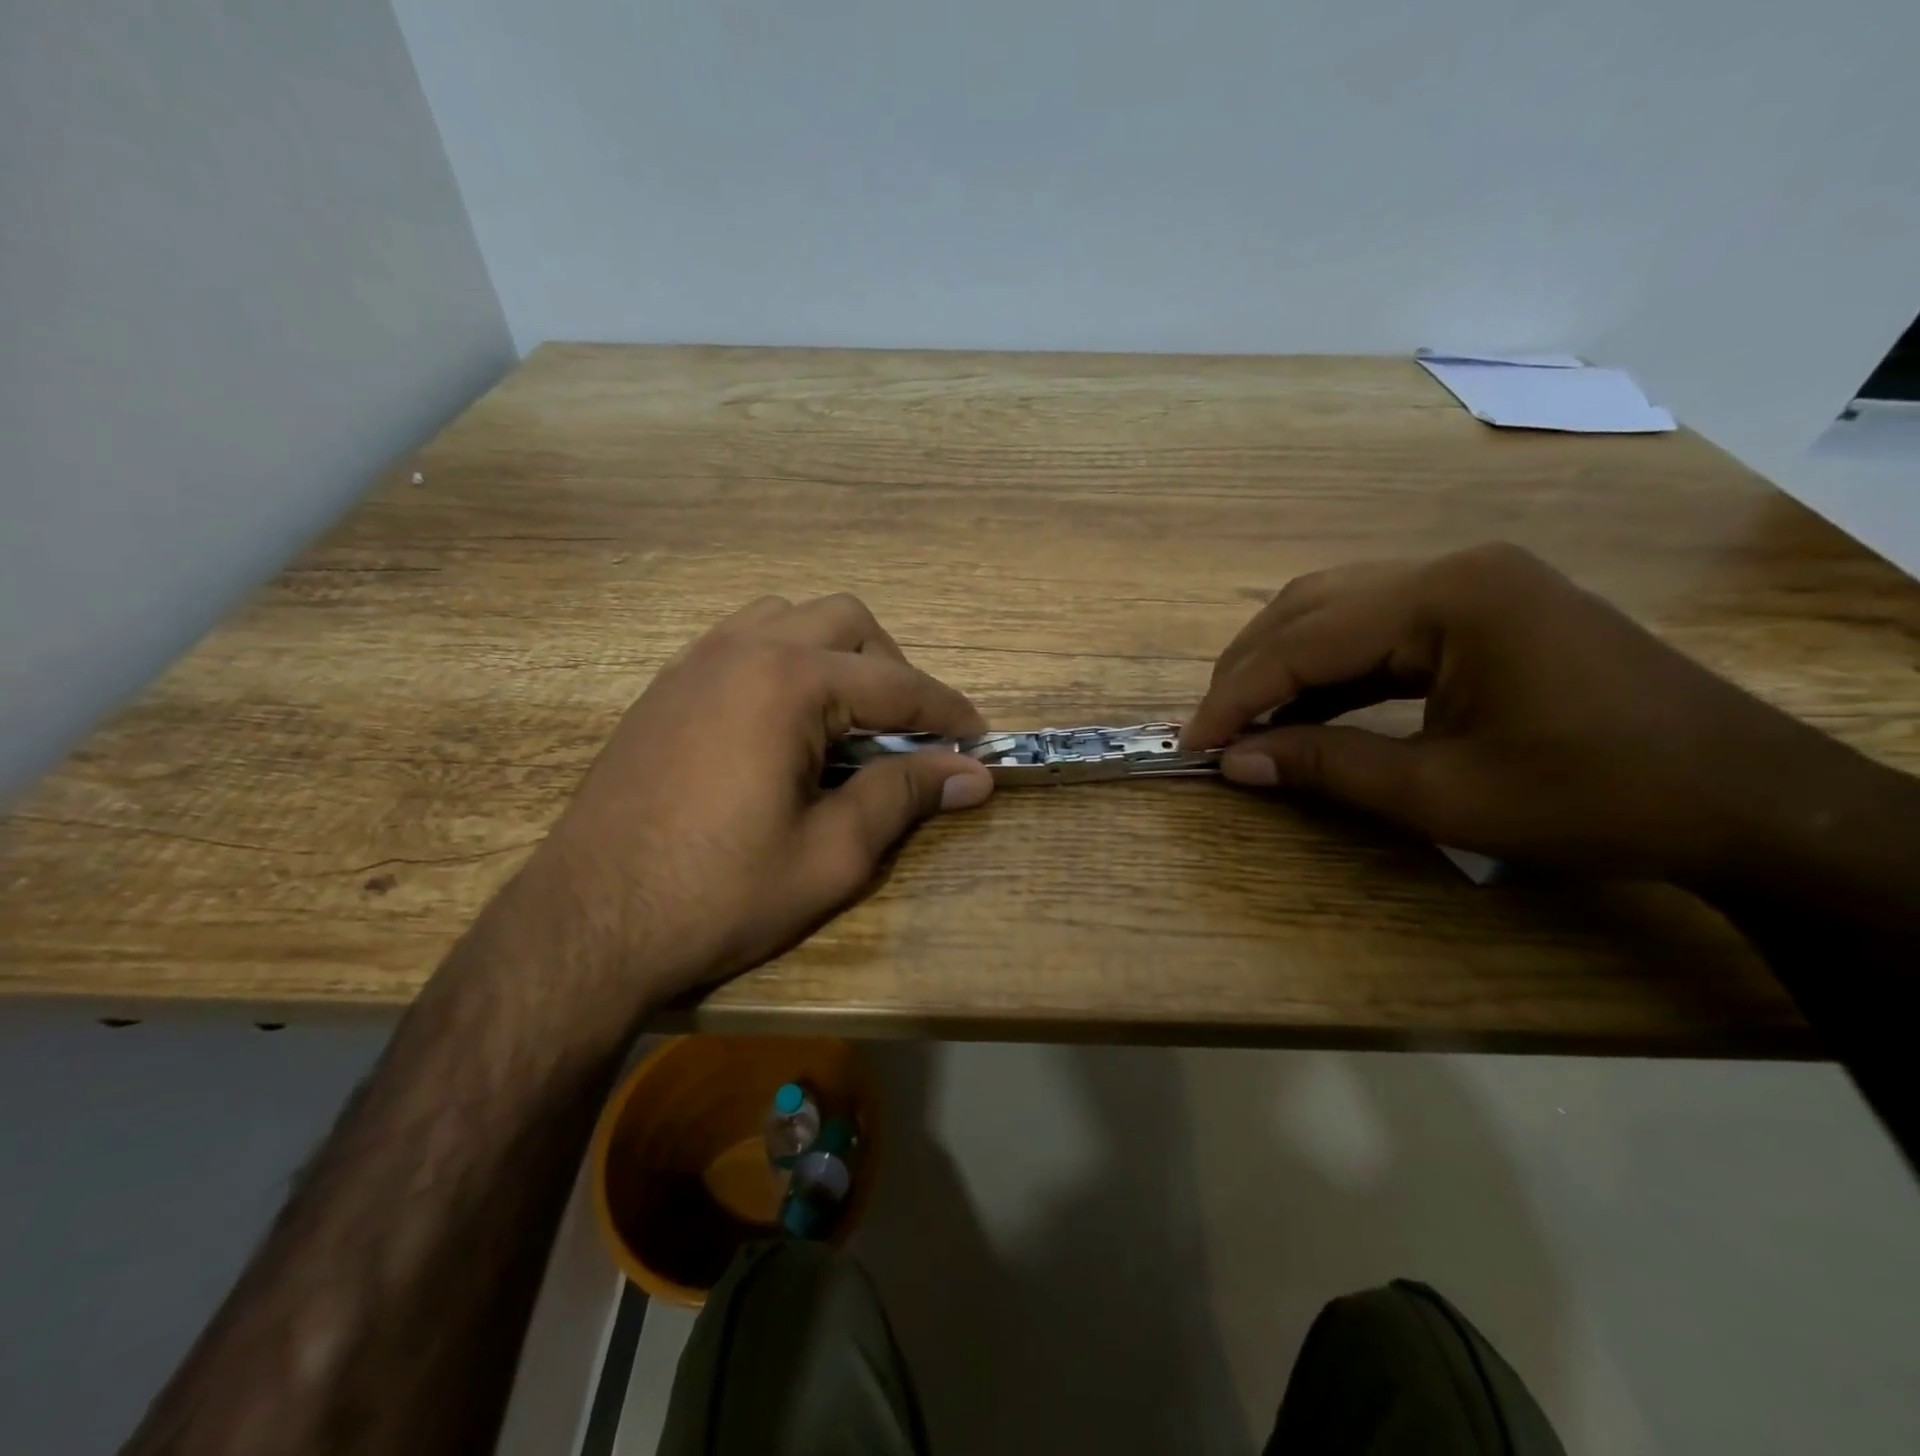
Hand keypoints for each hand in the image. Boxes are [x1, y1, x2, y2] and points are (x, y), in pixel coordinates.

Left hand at [529, 594, 993, 1001]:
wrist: (586, 926)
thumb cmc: (718, 895)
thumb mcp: (832, 854)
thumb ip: (904, 796)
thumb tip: (972, 774)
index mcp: (789, 681)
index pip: (897, 684)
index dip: (948, 713)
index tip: (981, 741)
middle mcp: (743, 648)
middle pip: (848, 622)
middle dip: (894, 670)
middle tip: (910, 734)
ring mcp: (696, 661)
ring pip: (791, 620)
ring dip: (837, 656)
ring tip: (849, 720)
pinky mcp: (666, 686)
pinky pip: (743, 642)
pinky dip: (785, 663)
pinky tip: (786, 723)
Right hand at [1182, 542, 1846, 883]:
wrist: (1745, 801)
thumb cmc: (1596, 797)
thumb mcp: (1443, 793)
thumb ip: (1326, 767)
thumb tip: (1235, 763)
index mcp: (1448, 597)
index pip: (1305, 640)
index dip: (1237, 695)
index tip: (1192, 743)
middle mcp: (1453, 570)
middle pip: (1311, 608)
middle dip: (1250, 671)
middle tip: (1211, 730)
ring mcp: (1471, 585)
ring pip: (1338, 613)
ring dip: (1283, 666)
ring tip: (1245, 720)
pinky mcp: (1482, 611)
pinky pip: (1378, 631)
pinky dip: (1329, 672)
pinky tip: (1305, 710)